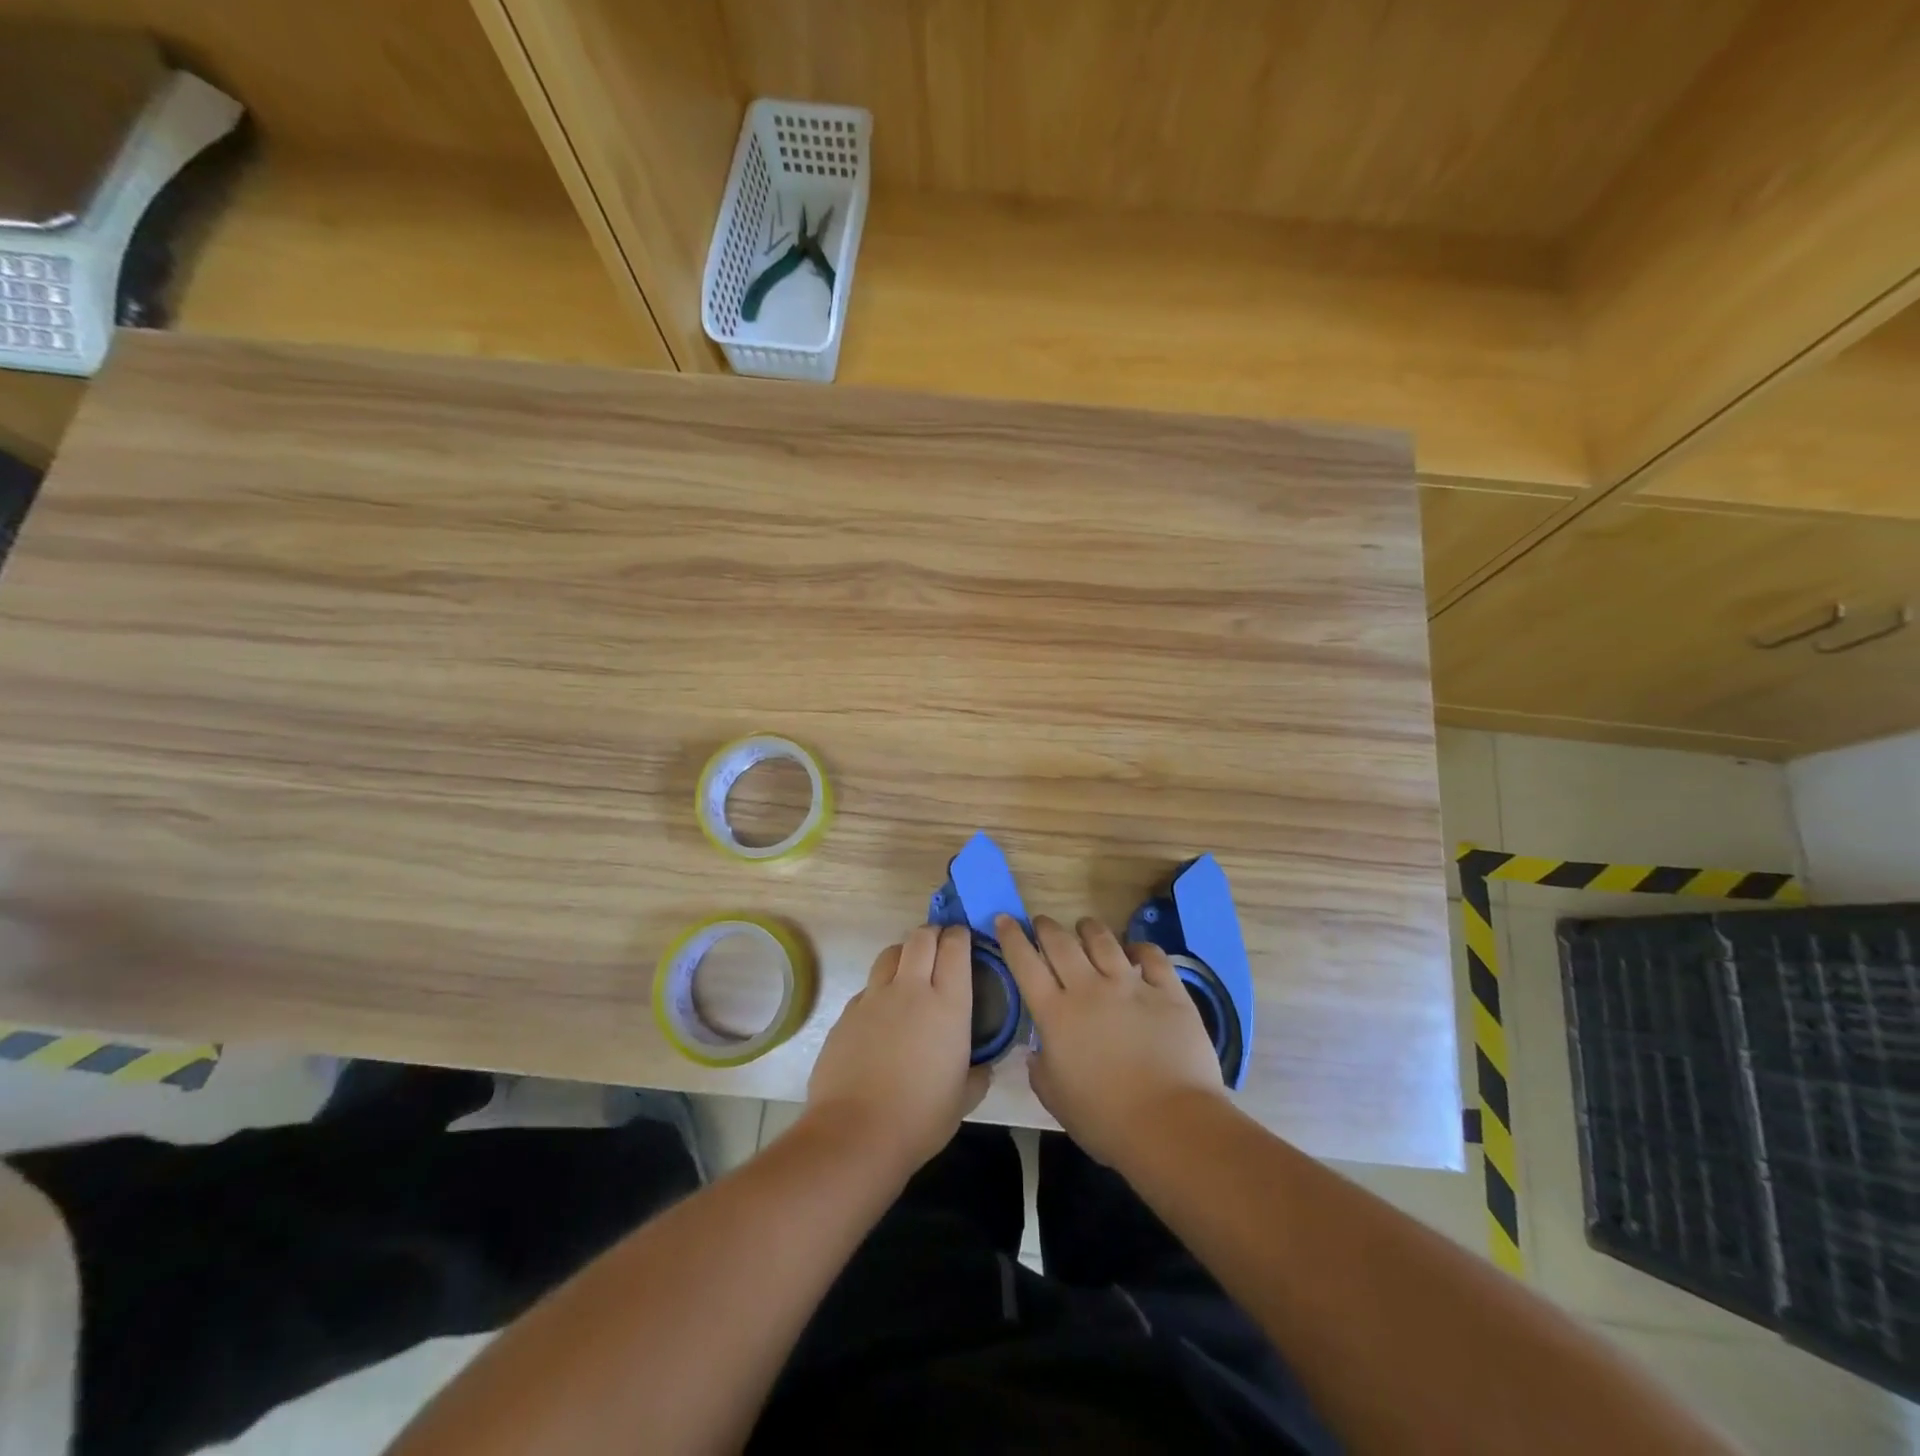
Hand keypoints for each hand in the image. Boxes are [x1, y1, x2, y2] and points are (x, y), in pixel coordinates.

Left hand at [804, 923, 987, 1177]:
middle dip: (932, 933)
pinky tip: (882, 1014)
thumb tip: (982, 1067)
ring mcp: (874, 998)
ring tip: (910, 970)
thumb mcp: (963, 1099)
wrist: (855, 1134)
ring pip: (890, 953)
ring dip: (904, 953)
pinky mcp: (847, 1013)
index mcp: (947, 1004)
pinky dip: (879, 989)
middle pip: (920, 938)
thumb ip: (976, 1075)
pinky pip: (868, 987)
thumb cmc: (920, 1118)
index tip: (964, 939)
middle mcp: (911, 989)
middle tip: (939, 945)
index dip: (960, 936)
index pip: (955, 947)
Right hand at [996, 914, 1224, 1165]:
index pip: (1025, 963)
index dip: (1012, 938)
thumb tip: (1036, 1053)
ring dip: (1089, 928)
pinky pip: (1152, 956)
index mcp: (1056, 1014)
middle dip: (1046, 926)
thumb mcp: (1055, 1100)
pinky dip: (1141, 948)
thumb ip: (1040, 1070)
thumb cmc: (1105, 1119)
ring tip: (1084, 926)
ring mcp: (1131, 985)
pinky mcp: (1168, 992)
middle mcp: (1089, 988)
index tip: (1005, 919)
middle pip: (1061, 943)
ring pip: (1103, 940)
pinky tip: (1136, 950)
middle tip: (1042, 922)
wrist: (1170, 1124)